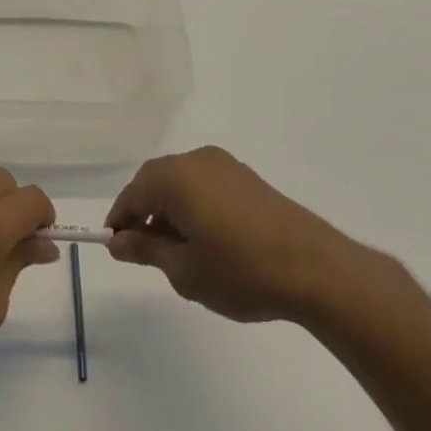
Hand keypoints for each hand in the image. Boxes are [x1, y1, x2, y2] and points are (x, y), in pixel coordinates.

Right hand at [106, 146, 374, 327]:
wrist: (315, 268)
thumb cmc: (240, 270)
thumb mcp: (184, 270)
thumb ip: (146, 250)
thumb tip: (118, 241)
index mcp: (174, 176)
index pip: (132, 193)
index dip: (120, 220)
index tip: (115, 247)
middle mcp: (196, 160)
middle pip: (155, 181)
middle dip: (144, 212)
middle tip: (142, 250)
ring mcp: (225, 166)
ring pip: (181, 182)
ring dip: (170, 209)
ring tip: (176, 251)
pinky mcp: (247, 178)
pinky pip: (205, 185)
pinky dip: (194, 205)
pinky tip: (205, 239)